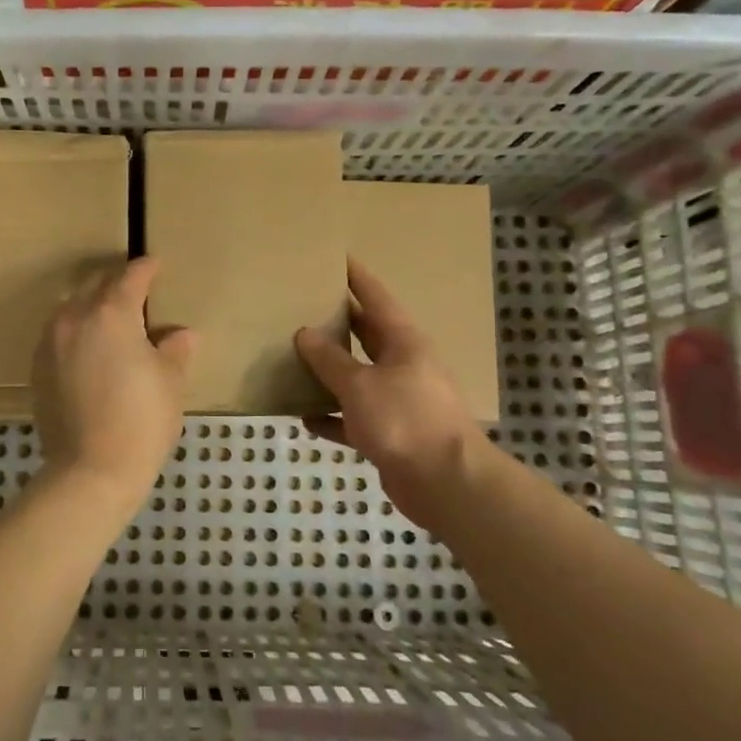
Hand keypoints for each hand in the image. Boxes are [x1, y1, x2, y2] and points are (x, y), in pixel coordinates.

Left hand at [33, 257, 195, 507]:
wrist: (91, 470)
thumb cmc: (141, 421)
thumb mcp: (170, 382)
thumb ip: (175, 350)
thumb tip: (180, 334)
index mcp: (111, 314)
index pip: (130, 278)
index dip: (147, 268)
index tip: (156, 264)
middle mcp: (75, 318)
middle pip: (94, 285)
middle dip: (115, 281)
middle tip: (135, 288)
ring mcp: (50, 343)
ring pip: (70, 307)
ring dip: (90, 303)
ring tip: (109, 316)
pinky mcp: (37, 368)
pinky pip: (57, 334)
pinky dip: (75, 330)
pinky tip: (88, 347)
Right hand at [293, 258, 490, 530]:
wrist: (445, 483)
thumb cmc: (405, 419)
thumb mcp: (360, 384)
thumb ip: (330, 360)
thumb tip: (304, 333)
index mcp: (404, 342)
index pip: (376, 298)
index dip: (357, 278)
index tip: (337, 258)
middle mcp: (404, 365)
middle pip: (367, 335)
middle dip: (339, 322)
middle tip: (304, 306)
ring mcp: (399, 400)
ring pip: (358, 377)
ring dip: (330, 371)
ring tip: (295, 357)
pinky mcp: (391, 434)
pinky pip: (353, 417)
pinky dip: (332, 416)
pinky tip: (304, 416)